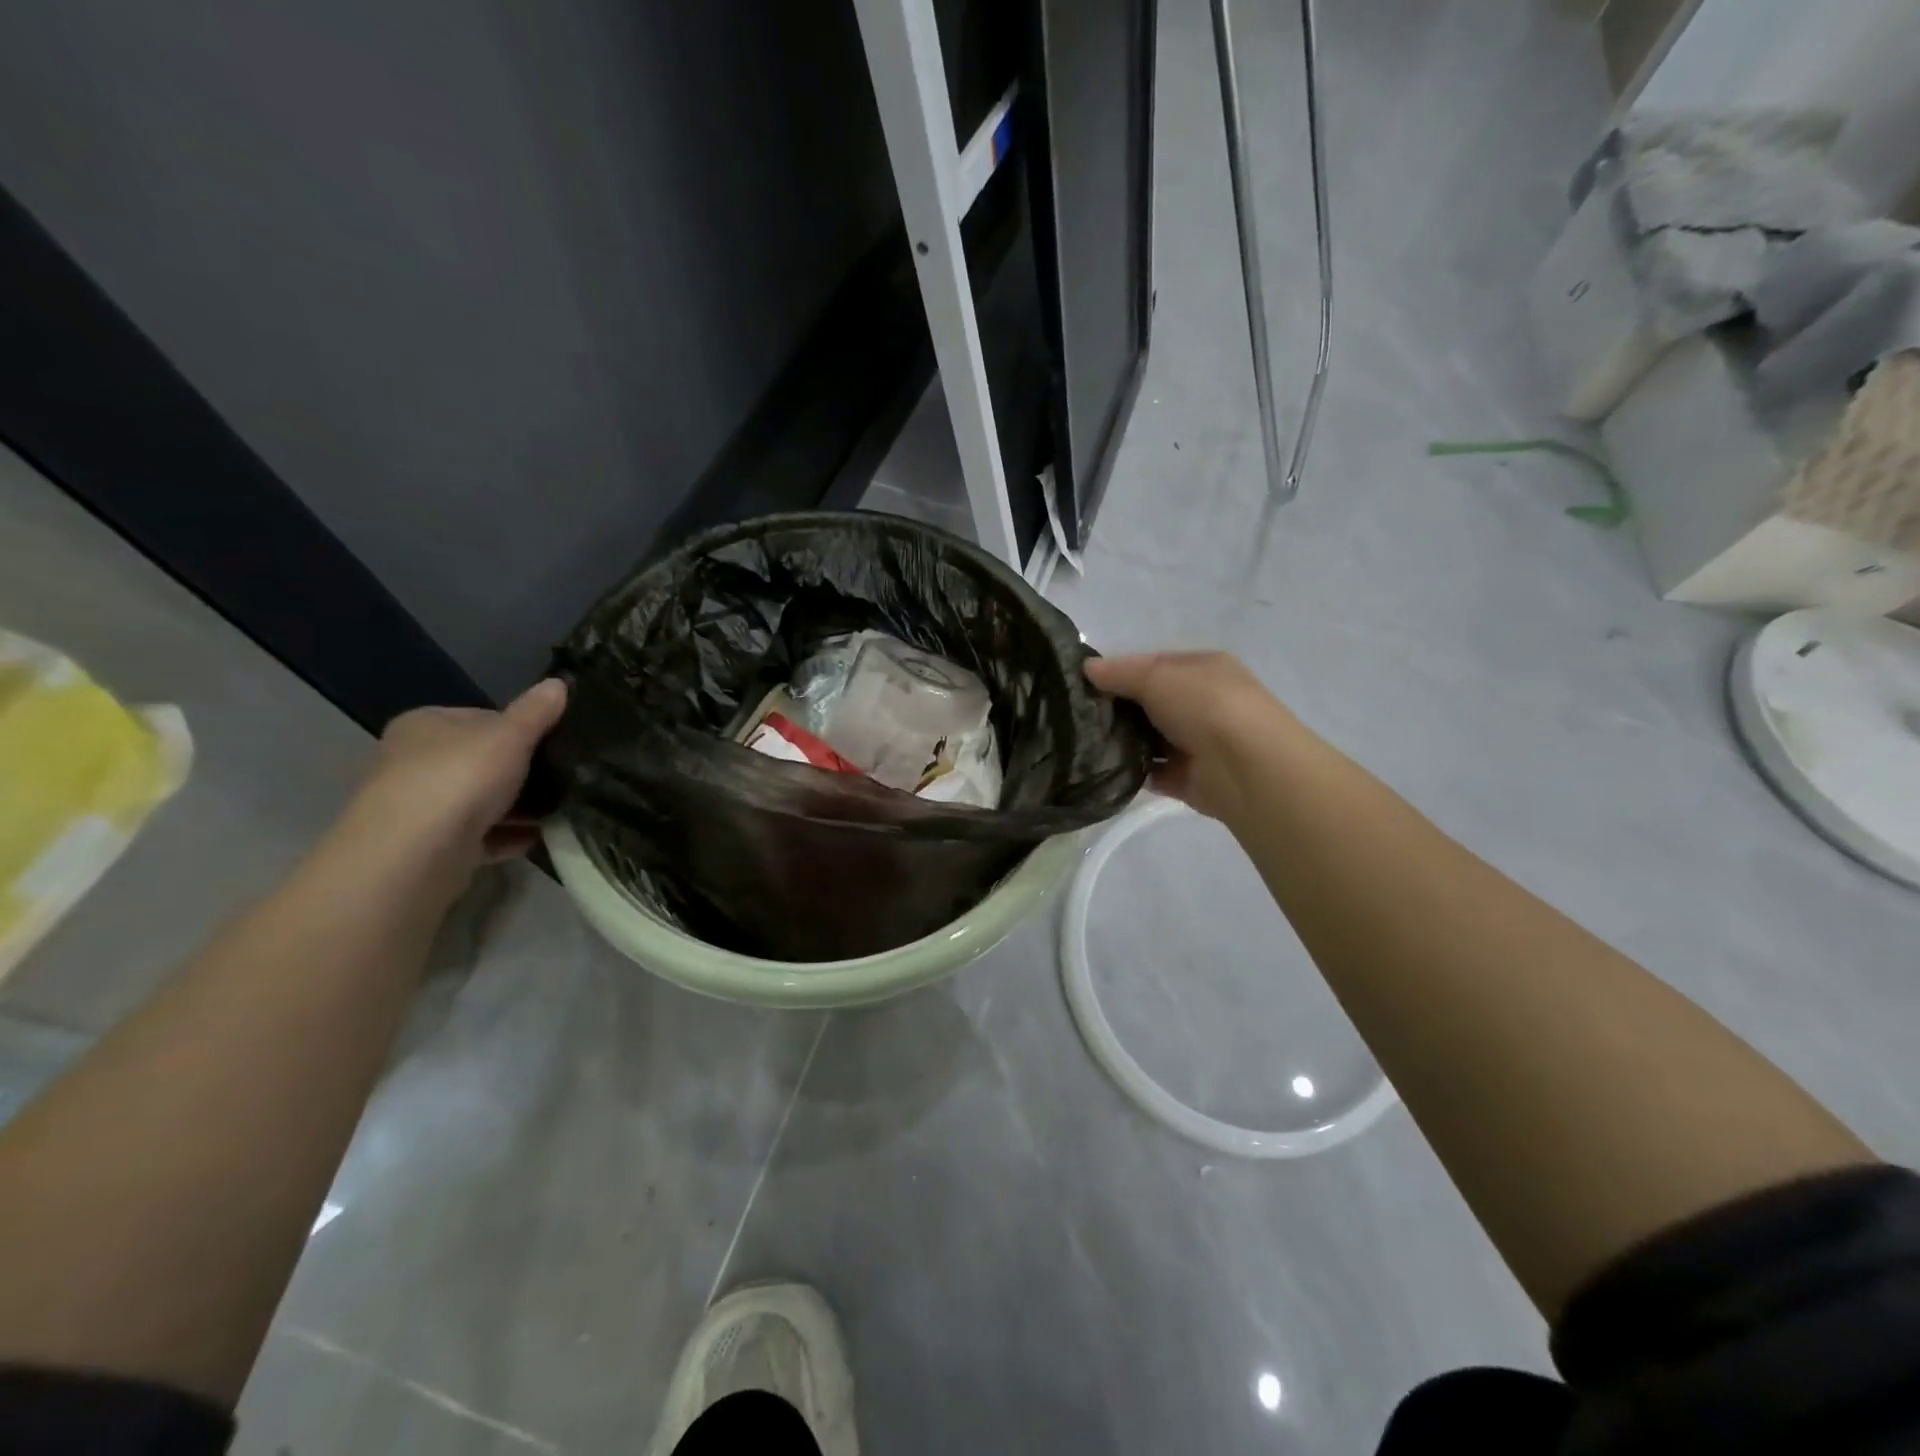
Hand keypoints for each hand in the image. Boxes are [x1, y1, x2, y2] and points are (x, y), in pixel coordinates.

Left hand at [349, 679, 567, 871]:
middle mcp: (414, 762)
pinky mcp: (432, 848)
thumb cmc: (461, 777)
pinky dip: (509, 836)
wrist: (415, 854)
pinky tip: (539, 837)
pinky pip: (480, 837)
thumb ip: (536, 711)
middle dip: (522, 772)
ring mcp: (421, 808)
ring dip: (519, 807)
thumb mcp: (510, 735)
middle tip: (563, 777)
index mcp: (425, 726)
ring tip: (560, 809)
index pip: (481, 718)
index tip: (554, 743)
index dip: (520, 728)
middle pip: (482, 762)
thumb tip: (559, 682)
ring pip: (482, 801)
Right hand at [1084, 652, 1287, 821]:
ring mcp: (1198, 742)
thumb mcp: (1157, 677)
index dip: (1119, 671)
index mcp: (1204, 669)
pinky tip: (1105, 770)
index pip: (1154, 665)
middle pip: (1150, 702)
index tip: (1083, 684)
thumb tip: (1086, 669)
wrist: (1247, 768)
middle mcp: (1204, 703)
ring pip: (1150, 738)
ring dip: (1123, 741)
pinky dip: (1133, 772)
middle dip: (1118, 709)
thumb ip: (1119, 673)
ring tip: (1084, 744)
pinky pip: (1153, 772)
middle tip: (1079, 716)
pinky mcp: (1190, 778)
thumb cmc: (1205, 706)